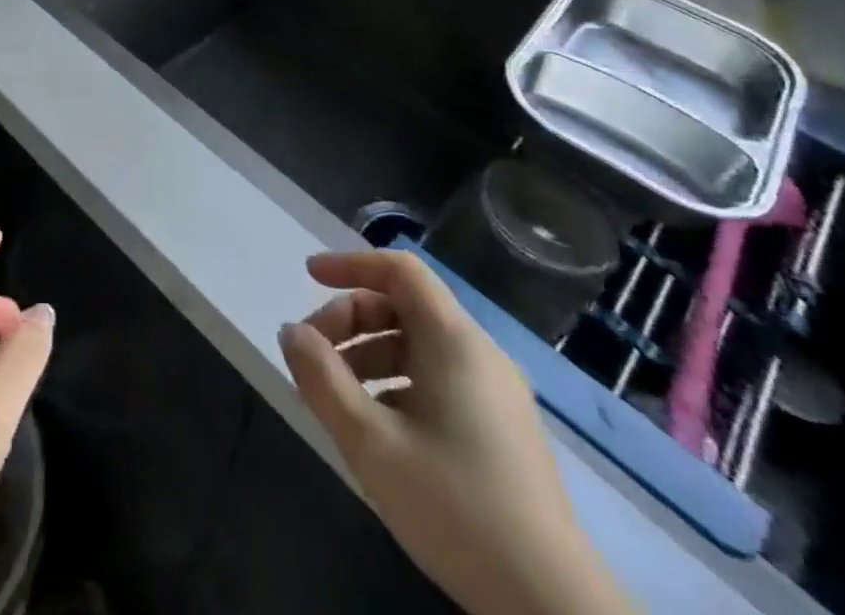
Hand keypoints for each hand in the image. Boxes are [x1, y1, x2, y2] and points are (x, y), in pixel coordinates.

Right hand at [279, 249, 634, 614]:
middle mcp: (480, 353)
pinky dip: (397, 384)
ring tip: (336, 396)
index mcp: (454, 341)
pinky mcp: (503, 430)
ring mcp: (497, 393)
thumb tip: (291, 332)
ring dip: (369, 356)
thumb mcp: (371, 443)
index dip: (351, 264)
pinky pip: (439, 379)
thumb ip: (322, 378)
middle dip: (351, 320)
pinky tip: (378, 429)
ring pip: (419, 346)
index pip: (399, 270)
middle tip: (313, 356)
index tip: (308, 276)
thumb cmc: (456, 508)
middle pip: (404, 307)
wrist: (553, 607)